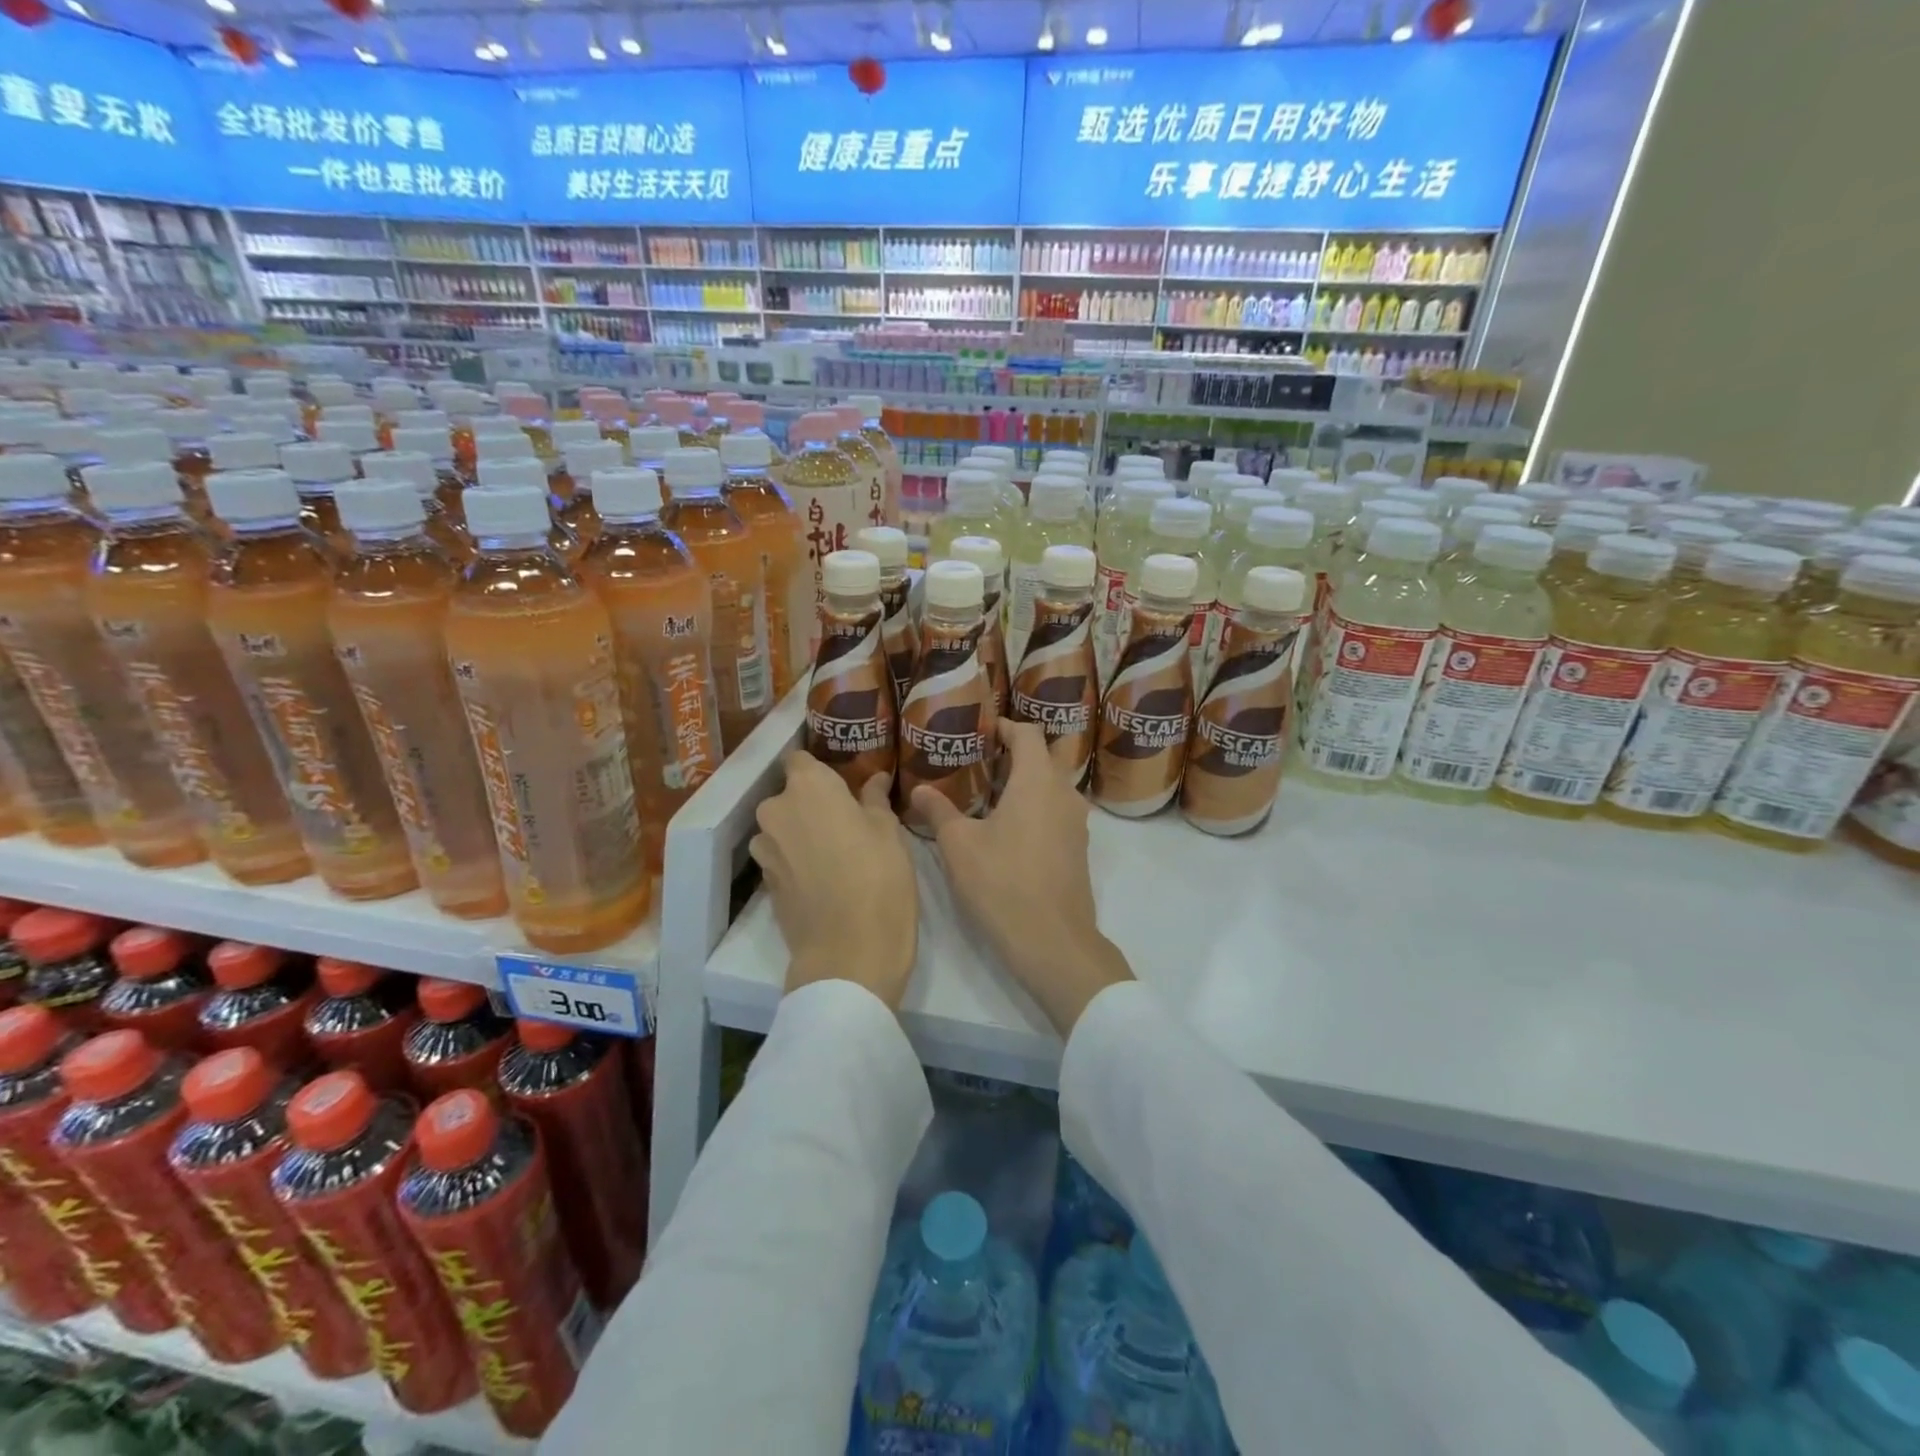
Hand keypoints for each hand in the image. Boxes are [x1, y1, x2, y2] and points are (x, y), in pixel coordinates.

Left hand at [751, 753, 918, 1009]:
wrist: (849, 953)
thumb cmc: (879, 878)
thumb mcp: (888, 832)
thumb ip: (874, 800)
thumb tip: (873, 779)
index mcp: (808, 787)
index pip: (800, 759)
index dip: (820, 768)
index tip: (842, 781)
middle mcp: (776, 810)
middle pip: (791, 796)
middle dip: (813, 803)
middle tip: (848, 820)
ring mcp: (765, 848)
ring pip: (784, 828)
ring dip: (803, 833)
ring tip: (837, 852)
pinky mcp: (764, 882)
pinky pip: (782, 857)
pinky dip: (798, 860)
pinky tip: (825, 877)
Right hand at [912, 720, 1132, 1036]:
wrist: (1052, 941)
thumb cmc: (1003, 884)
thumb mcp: (959, 846)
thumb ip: (939, 811)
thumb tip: (917, 790)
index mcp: (1038, 781)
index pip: (1027, 734)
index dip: (1005, 726)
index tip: (982, 730)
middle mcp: (1064, 793)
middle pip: (1047, 755)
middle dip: (1019, 750)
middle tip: (984, 758)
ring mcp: (1077, 822)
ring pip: (1056, 784)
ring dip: (1030, 779)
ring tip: (993, 790)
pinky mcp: (1078, 847)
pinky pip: (1059, 809)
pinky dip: (1038, 804)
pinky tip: (1011, 825)